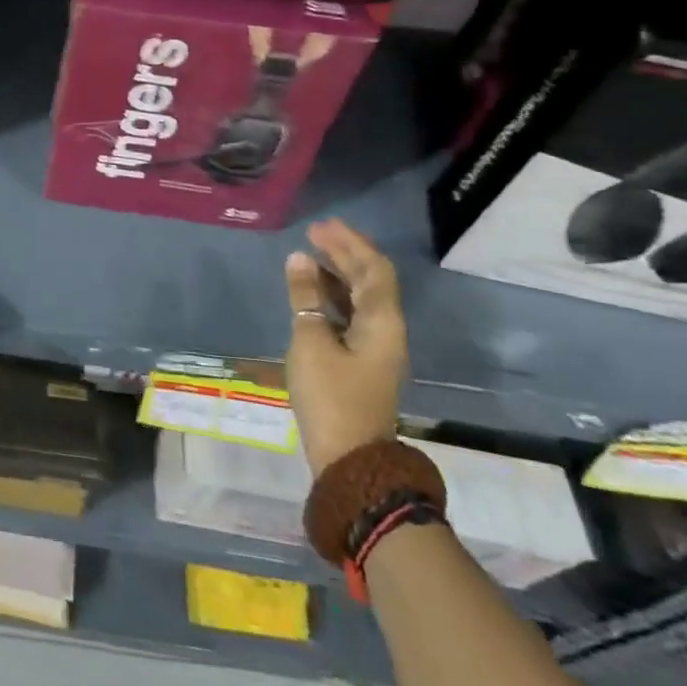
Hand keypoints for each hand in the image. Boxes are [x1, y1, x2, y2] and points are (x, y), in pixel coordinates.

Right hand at [284, 219, 408, 475]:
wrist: (350, 459)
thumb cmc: (331, 396)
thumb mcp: (311, 341)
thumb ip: (305, 297)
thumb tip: (300, 258)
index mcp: (382, 322)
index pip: (373, 270)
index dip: (351, 244)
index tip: (322, 226)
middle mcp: (386, 330)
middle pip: (370, 282)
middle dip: (344, 254)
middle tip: (314, 233)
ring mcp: (375, 349)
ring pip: (360, 300)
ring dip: (337, 275)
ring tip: (309, 257)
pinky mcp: (361, 364)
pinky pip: (351, 317)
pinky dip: (332, 298)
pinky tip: (310, 295)